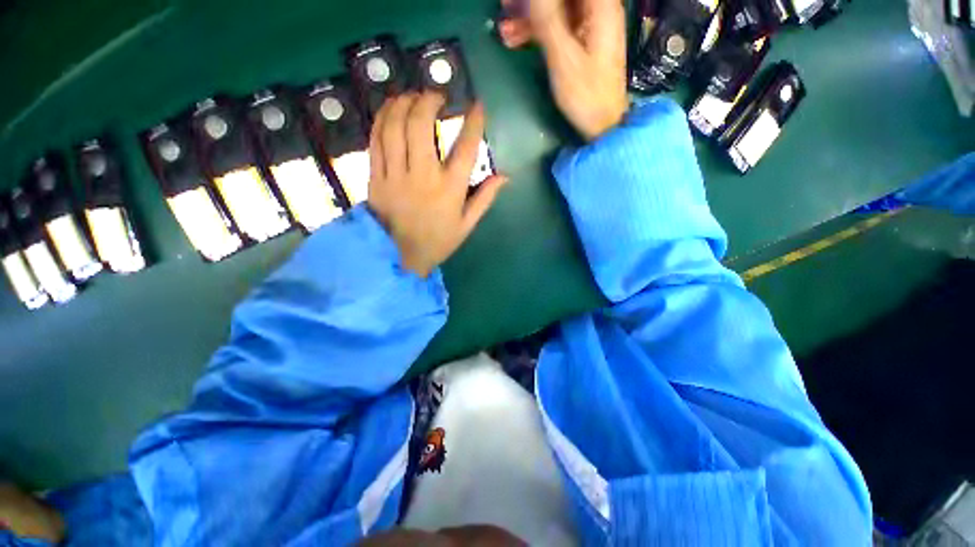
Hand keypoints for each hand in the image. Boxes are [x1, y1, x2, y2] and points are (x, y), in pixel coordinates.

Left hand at [368, 92, 507, 277]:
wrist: (401, 257)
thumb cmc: (438, 241)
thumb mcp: (467, 225)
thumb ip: (485, 198)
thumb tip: (504, 176)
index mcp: (450, 190)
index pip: (466, 149)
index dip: (474, 123)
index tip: (477, 106)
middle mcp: (423, 177)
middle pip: (422, 126)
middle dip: (429, 101)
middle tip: (436, 96)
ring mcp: (396, 176)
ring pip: (395, 128)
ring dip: (403, 104)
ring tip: (412, 96)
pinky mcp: (376, 178)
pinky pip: (376, 141)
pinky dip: (383, 120)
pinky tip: (390, 110)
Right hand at [498, 0, 627, 140]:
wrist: (602, 124)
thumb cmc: (586, 94)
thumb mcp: (563, 58)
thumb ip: (547, 20)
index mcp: (600, 6)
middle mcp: (597, 8)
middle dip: (532, 2)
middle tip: (505, 5)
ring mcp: (588, 25)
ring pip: (556, 9)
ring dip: (529, 16)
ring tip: (503, 28)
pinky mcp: (581, 42)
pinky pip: (556, 27)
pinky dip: (536, 32)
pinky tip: (513, 40)